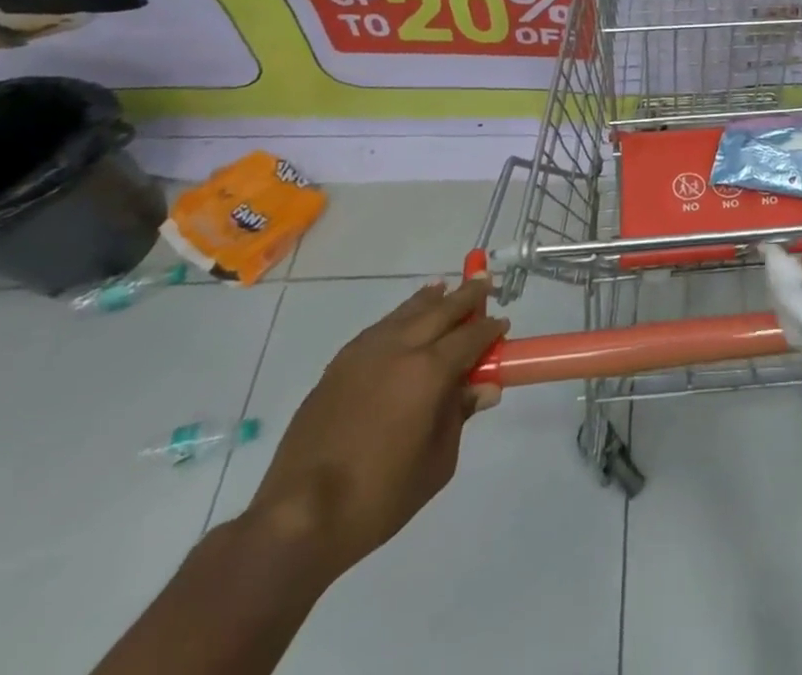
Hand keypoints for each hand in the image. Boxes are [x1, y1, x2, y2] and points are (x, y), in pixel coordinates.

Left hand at [246, 278, 506, 578]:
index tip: (502, 325)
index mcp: (429, 372)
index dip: (489, 329)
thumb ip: (460, 416)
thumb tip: (483, 388)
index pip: (470, 337)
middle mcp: (400, 350)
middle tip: (483, 283)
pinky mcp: (338, 367)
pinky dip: (399, 317)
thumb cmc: (379, 496)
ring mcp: (365, 354)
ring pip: (406, 312)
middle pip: (441, 310)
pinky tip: (403, 320)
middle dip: (466, 296)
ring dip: (430, 300)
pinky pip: (379, 328)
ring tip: (444, 289)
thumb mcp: (437, 463)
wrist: (299, 518)